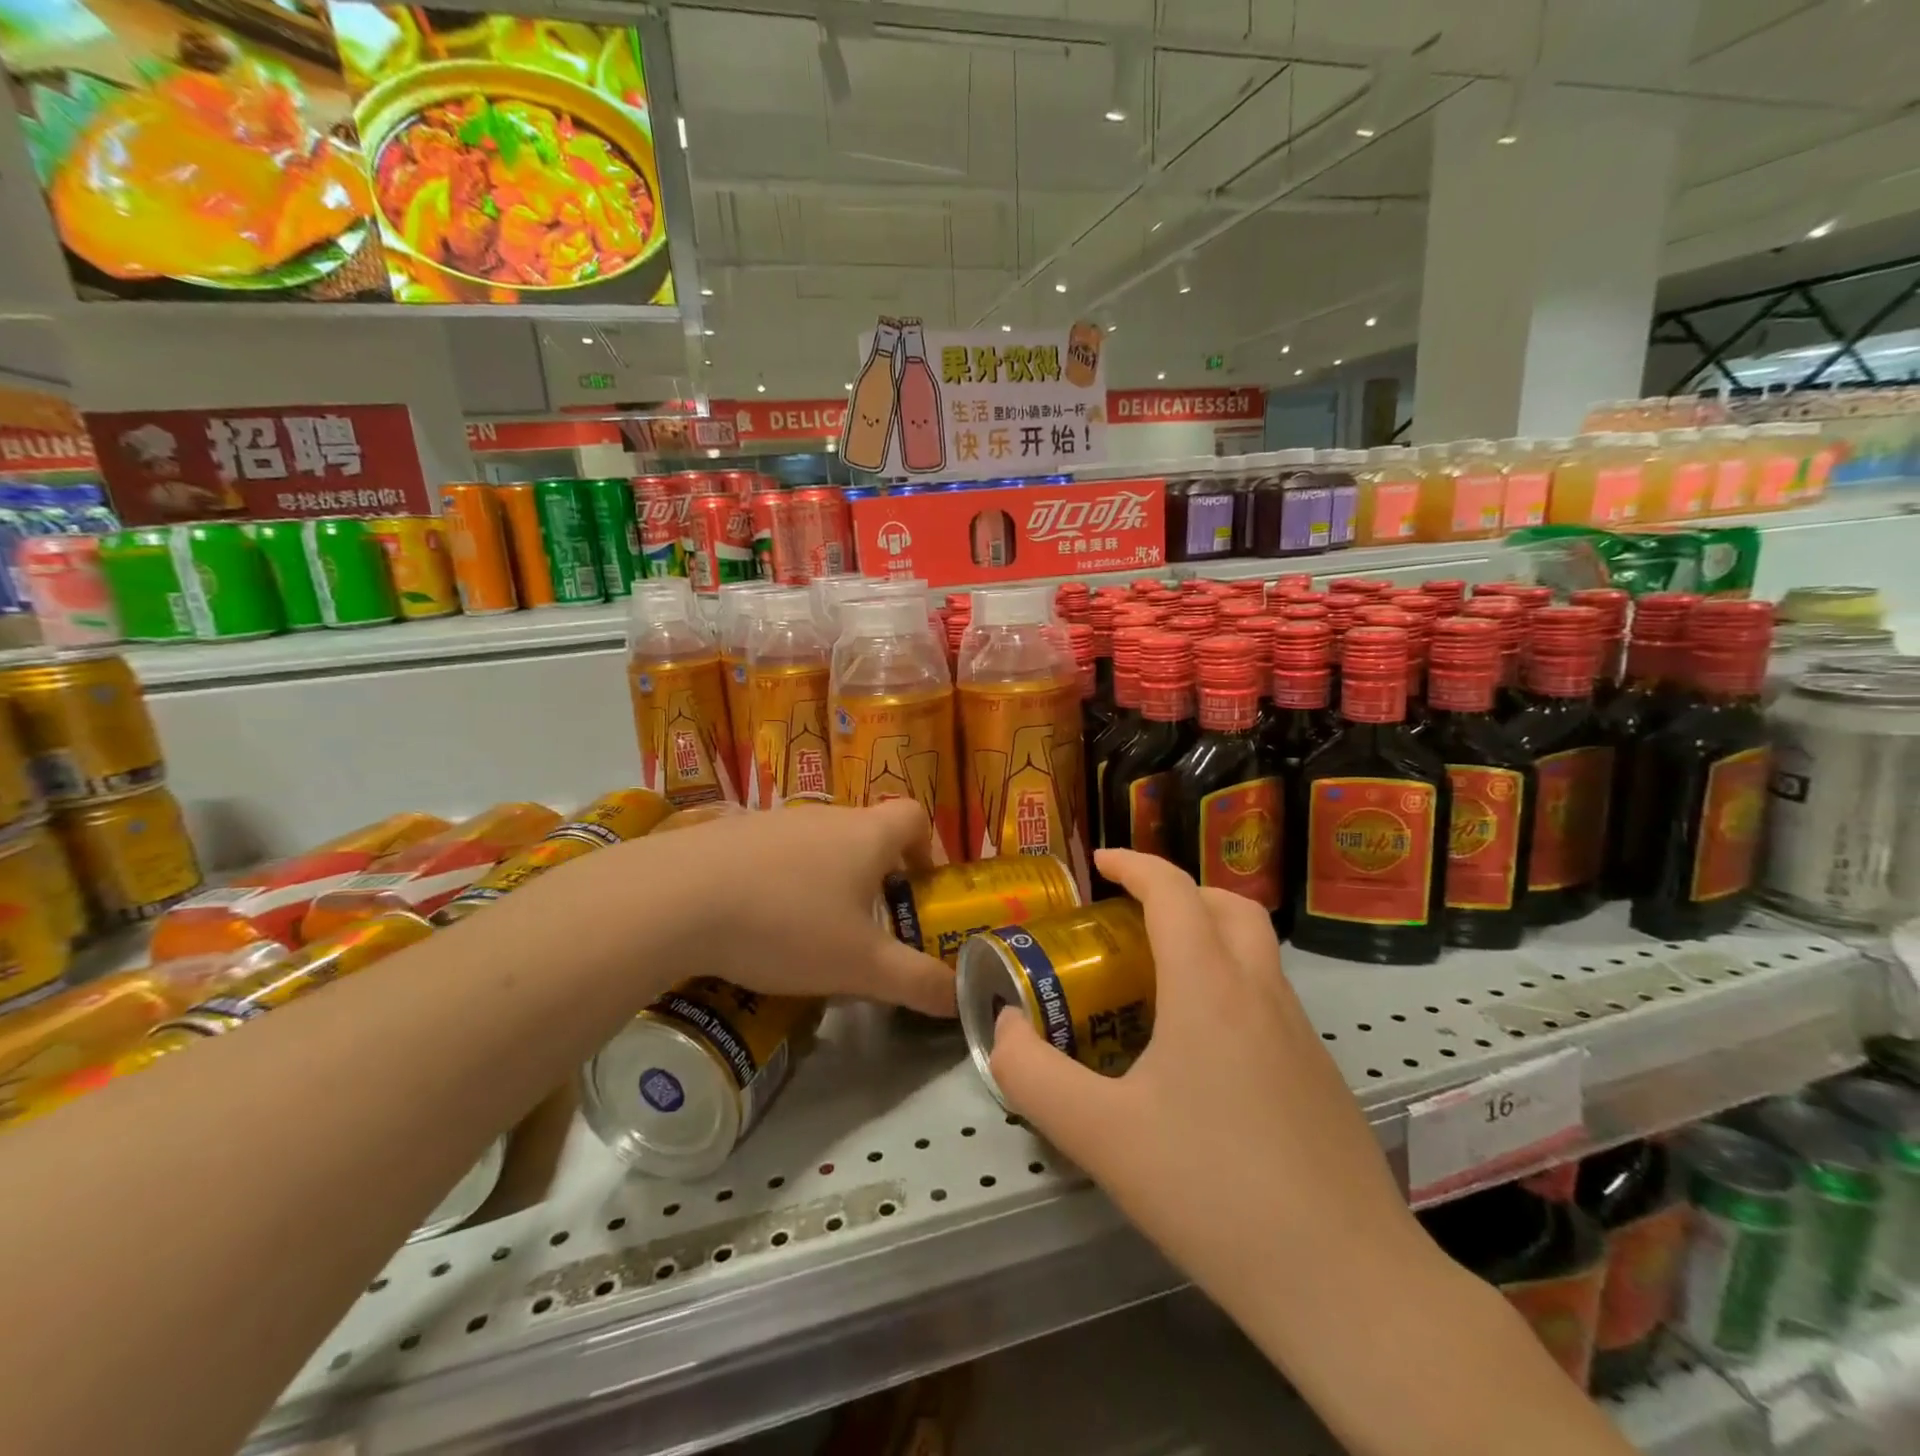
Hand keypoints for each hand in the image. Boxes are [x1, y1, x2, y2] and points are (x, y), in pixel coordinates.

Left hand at [611, 801, 954, 1016]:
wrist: (676, 898)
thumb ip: (916, 982)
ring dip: (826, 880)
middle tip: (867, 927)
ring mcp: (774, 820)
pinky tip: (756, 923)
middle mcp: (825, 816)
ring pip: (818, 845)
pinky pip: (773, 854)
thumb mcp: (860, 966)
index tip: (918, 888)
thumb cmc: (787, 924)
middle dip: (876, 876)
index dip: (927, 847)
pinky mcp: (731, 833)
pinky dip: (780, 881)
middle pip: (866, 833)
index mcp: (866, 834)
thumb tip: (960, 999)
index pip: (915, 816)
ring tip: (809, 932)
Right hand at [987, 850, 1424, 1311]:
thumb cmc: (1214, 1193)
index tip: (1098, 863)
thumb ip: (1033, 1075)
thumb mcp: (1100, 1136)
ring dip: (1208, 936)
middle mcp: (1261, 993)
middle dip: (1178, 891)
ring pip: (1256, 951)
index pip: (1172, 891)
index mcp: (1209, 987)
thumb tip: (1006, 1026)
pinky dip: (1231, 984)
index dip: (1133, 864)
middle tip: (1132, 916)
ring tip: (1159, 980)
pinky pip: (1269, 998)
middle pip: (1227, 905)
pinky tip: (1202, 1053)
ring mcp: (1301, 1034)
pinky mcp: (1321, 1075)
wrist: (1348, 1284)